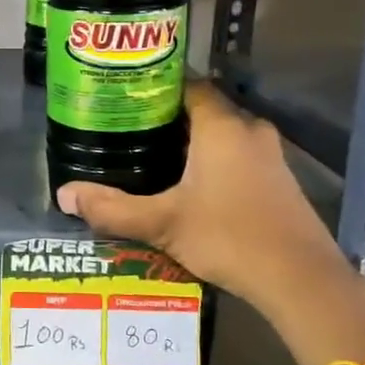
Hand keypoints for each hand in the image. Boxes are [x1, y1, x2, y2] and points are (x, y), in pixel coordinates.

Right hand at [55, 80, 347, 315]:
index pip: (187, 84)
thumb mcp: (162, 224)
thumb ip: (112, 208)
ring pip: (221, 133)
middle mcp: (248, 129)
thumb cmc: (229, 237)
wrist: (301, 280)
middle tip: (128, 129)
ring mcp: (269, 154)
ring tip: (150, 154)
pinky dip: (211, 159)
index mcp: (221, 126)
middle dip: (167, 117)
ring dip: (191, 140)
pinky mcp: (279, 179)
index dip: (155, 86)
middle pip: (203, 108)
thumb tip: (63, 195)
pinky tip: (188, 184)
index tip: (124, 97)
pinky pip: (236, 153)